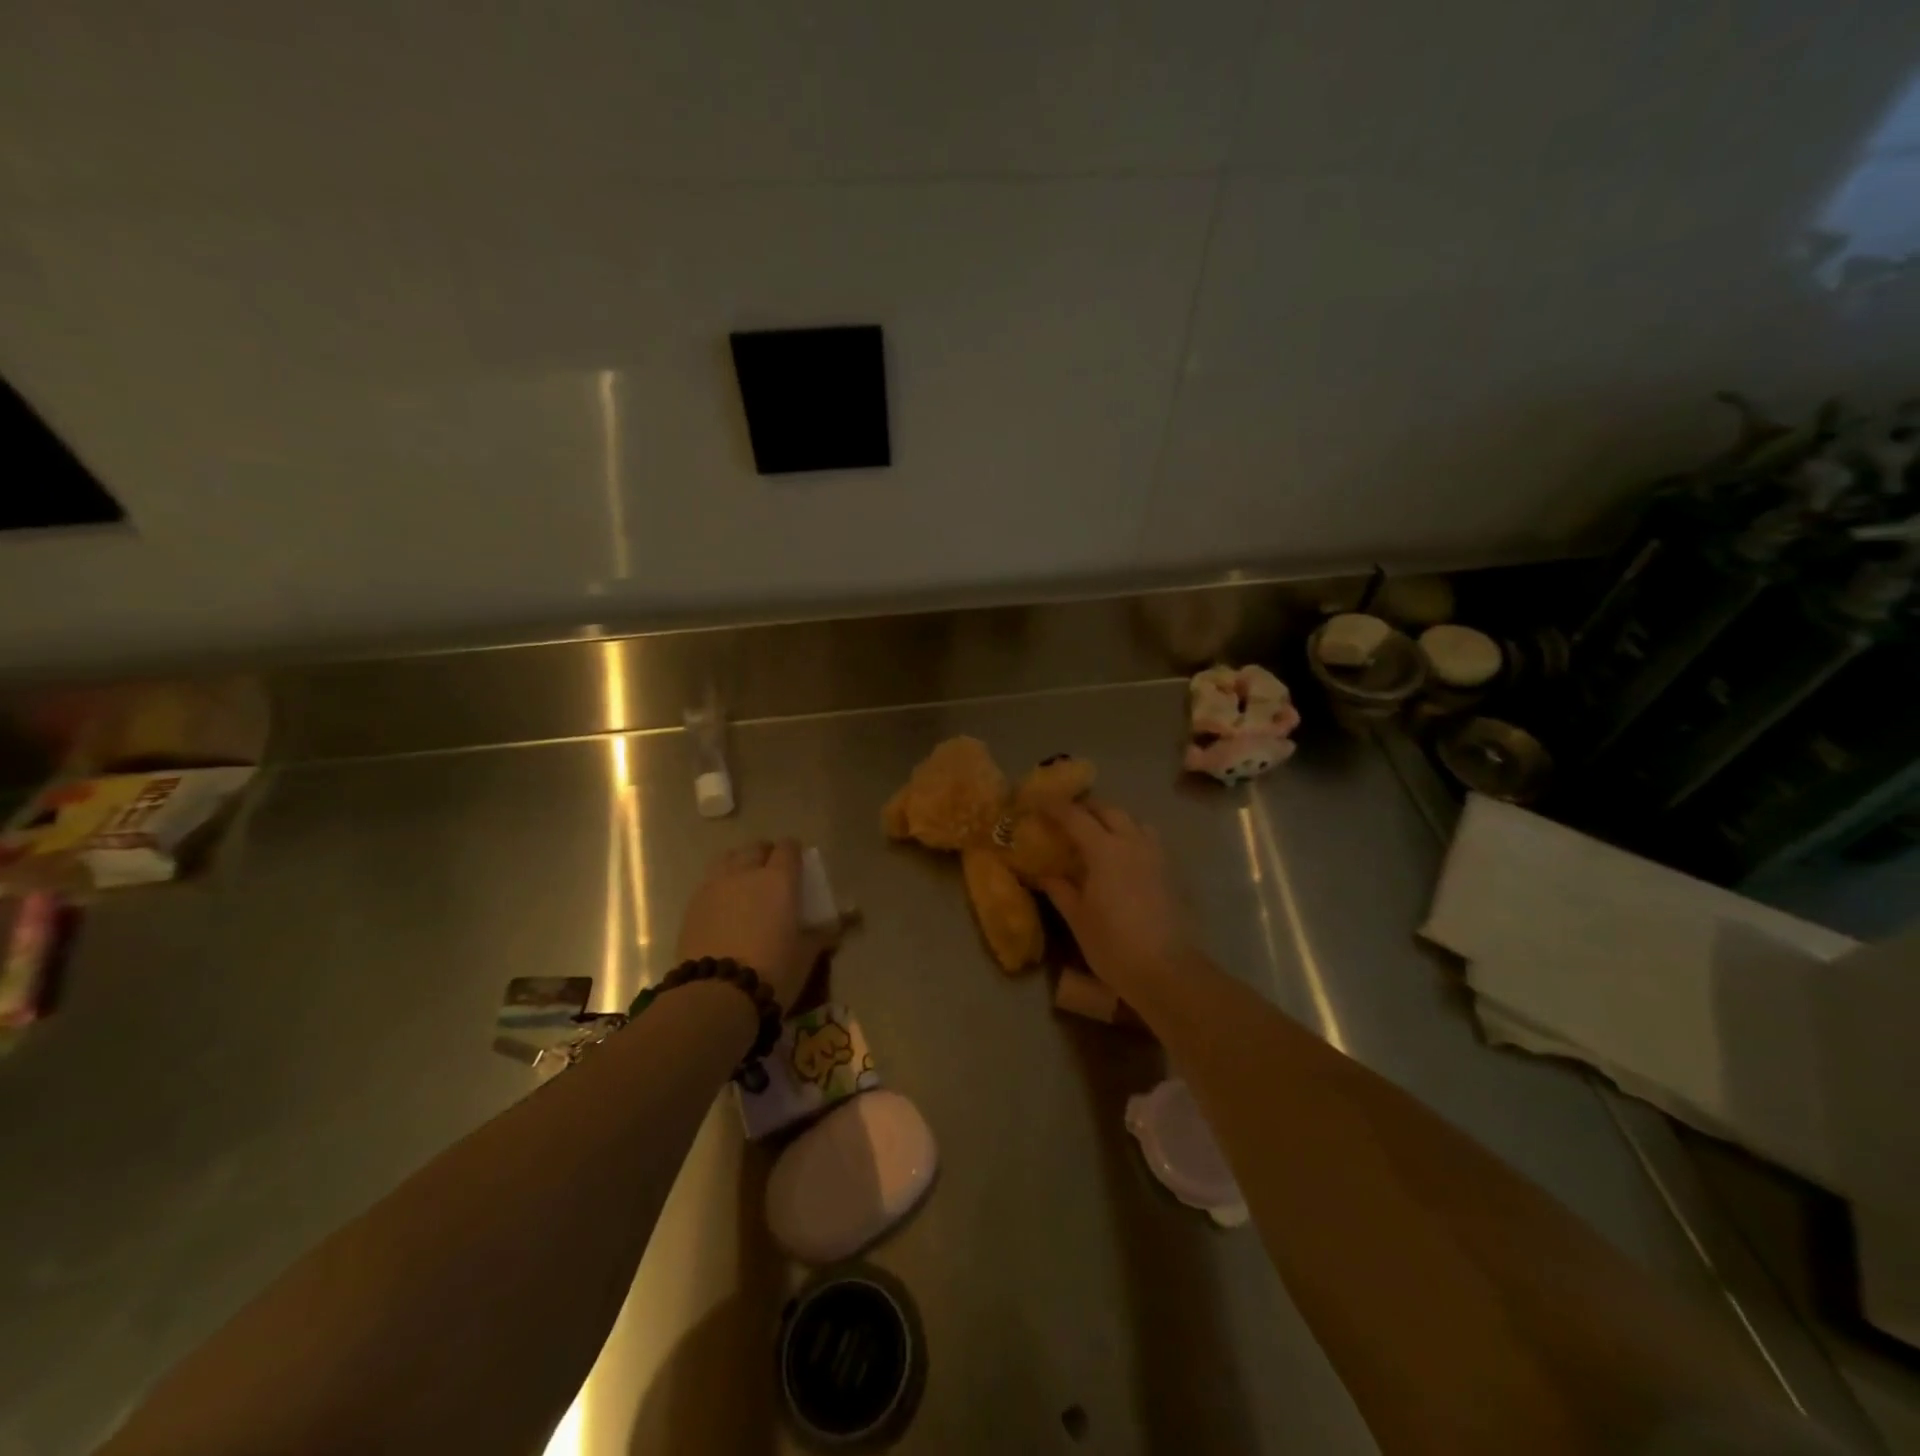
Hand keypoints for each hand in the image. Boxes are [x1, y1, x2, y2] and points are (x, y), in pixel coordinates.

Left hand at [676, 839, 817, 1011]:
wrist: (716, 995)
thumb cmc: (772, 970)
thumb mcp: (805, 955)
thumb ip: (819, 936)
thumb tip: (833, 929)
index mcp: (779, 880)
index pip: (788, 848)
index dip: (794, 852)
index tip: (798, 863)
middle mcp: (746, 873)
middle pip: (755, 848)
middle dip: (765, 854)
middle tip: (772, 873)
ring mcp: (715, 887)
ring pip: (728, 859)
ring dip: (739, 864)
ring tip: (744, 883)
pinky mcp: (692, 906)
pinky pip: (709, 882)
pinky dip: (719, 886)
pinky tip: (723, 906)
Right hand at [1040, 801, 1192, 994]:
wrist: (1165, 970)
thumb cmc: (1113, 944)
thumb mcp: (1078, 918)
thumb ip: (1060, 890)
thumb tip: (1044, 875)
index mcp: (1104, 850)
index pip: (1075, 817)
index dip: (1055, 807)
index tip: (1038, 802)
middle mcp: (1132, 843)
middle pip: (1108, 811)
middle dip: (1086, 808)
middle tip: (1066, 815)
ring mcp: (1155, 856)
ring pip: (1134, 821)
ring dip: (1113, 819)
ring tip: (1097, 832)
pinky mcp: (1169, 872)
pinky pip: (1148, 839)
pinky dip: (1131, 836)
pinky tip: (1122, 856)